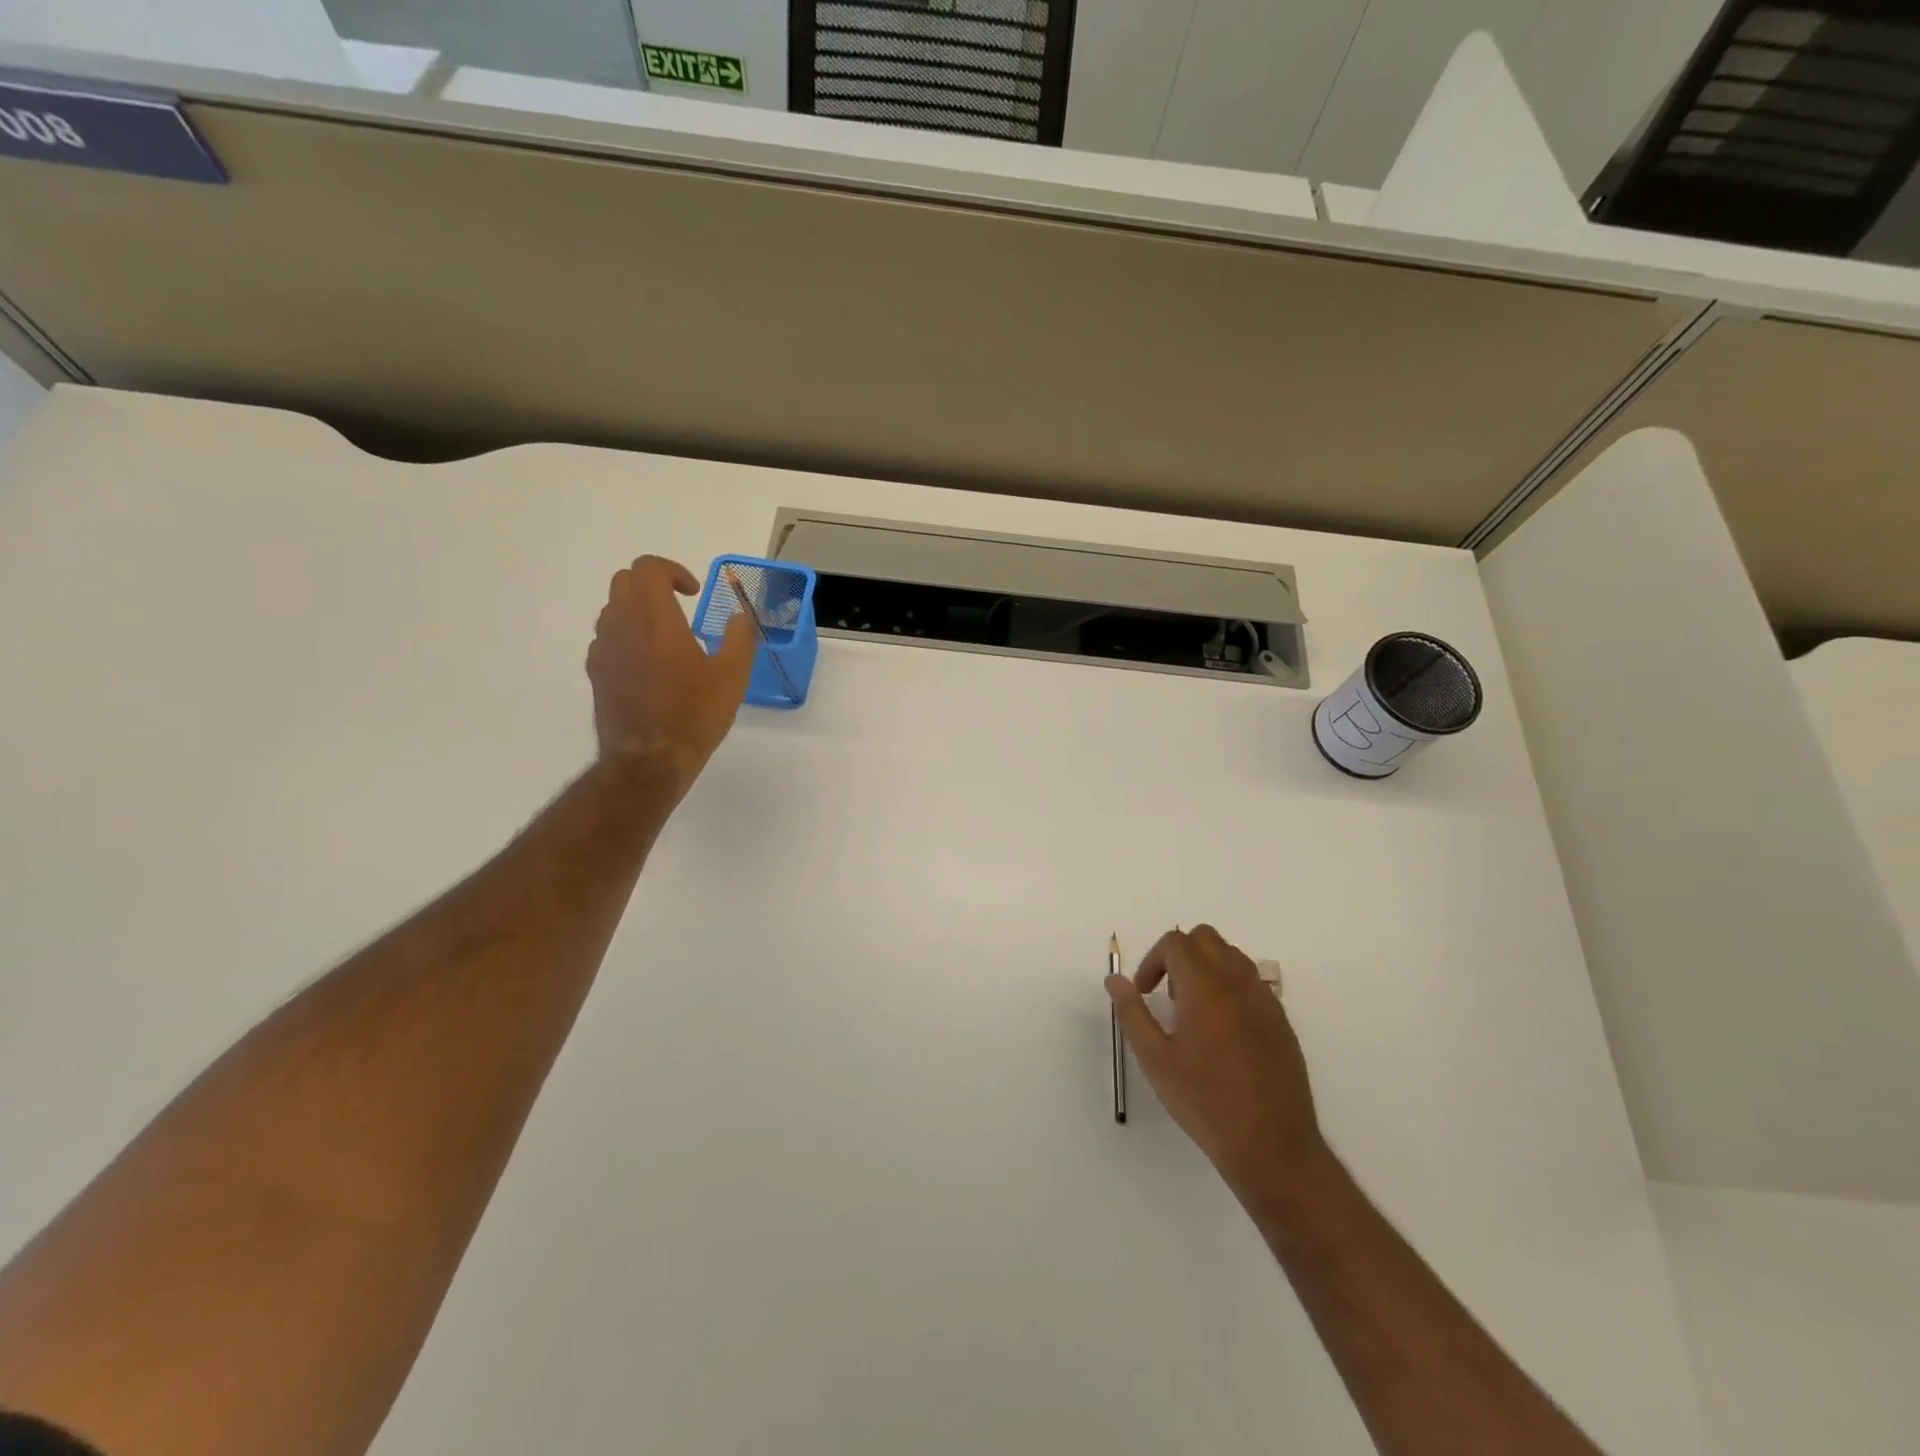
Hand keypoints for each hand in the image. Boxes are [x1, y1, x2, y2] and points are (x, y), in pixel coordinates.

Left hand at [586, 556, 755, 791]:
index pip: (648, 568)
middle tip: (679, 606)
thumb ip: (739, 638)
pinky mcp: (596, 673)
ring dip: (637, 609)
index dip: (672, 571)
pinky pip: (606, 639)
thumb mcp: (732, 676)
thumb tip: (738, 617)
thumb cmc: (694, 715)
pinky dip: (625, 637)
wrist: (648, 761)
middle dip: (652, 584)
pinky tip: (648, 665)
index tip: (693, 593)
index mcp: (655, 618)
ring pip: (612, 609)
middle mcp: (622, 625)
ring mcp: (603, 650)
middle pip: (624, 581)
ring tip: (665, 636)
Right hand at [1107, 926, 1329, 1203]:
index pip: (1175, 942)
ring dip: (1207, 967)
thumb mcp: (1155, 1060)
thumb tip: (1115, 980)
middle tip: (1168, 995)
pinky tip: (1223, 1031)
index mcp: (1205, 986)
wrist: (1272, 1146)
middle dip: (1180, 955)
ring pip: (1232, 956)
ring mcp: (1265, 1000)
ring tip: (1194, 1012)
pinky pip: (1253, 982)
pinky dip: (1231, 987)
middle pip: (1206, 938)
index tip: (1145, 993)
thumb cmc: (1205, 1102)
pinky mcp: (1281, 1020)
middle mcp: (1238, 982)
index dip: (1153, 960)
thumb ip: (1132, 1013)